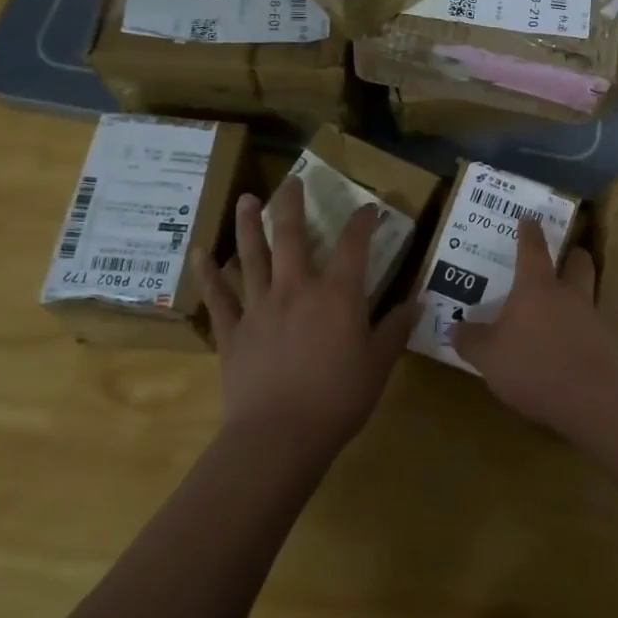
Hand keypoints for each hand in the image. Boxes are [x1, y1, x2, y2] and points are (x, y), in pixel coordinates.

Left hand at [194, 177, 418, 454]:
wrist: (279, 437)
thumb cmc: (339, 398)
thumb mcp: (379, 364)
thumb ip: (395, 329)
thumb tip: (417, 302)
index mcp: (338, 294)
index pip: (354, 245)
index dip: (363, 222)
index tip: (369, 207)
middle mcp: (297, 288)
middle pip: (294, 236)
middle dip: (294, 204)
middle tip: (292, 180)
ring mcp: (260, 306)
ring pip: (252, 255)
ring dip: (249, 224)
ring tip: (247, 199)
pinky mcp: (232, 331)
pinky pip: (218, 297)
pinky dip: (208, 274)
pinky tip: (200, 253)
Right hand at [453, 216, 617, 430]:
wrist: (591, 398)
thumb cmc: (533, 365)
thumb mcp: (488, 356)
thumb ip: (470, 340)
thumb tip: (455, 327)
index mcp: (537, 287)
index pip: (532, 249)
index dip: (529, 232)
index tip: (529, 219)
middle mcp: (568, 294)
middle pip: (577, 261)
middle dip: (571, 255)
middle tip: (563, 256)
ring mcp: (592, 317)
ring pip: (589, 291)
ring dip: (579, 290)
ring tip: (564, 303)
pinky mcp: (606, 344)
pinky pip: (594, 325)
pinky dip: (583, 327)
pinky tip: (572, 343)